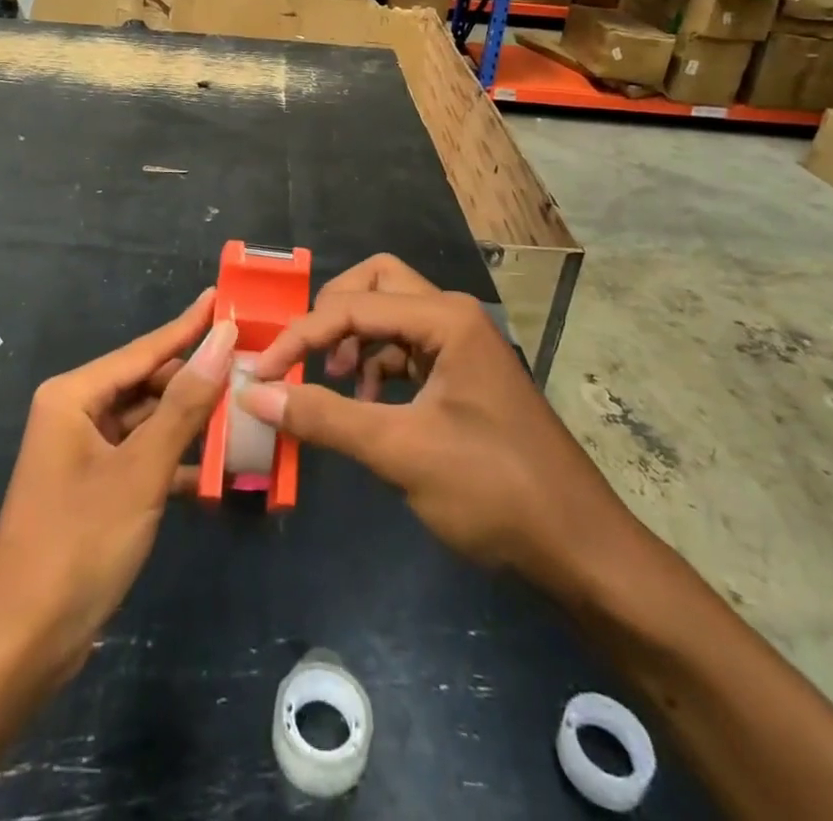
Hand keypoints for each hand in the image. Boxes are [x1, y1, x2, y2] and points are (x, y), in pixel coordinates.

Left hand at [0, 289, 235, 681]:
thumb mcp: (141, 469)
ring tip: (245, 405)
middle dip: (196, 377)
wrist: (20, 646)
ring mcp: (84, 453)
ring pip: (148, 421)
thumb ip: (185, 403)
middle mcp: (76, 414)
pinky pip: (142, 457)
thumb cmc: (78, 544)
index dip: (188, 326)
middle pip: (147, 382)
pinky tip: (218, 466)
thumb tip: (223, 337)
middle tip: (250, 360)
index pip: (145, 349)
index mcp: (74, 396)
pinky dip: (176, 460)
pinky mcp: (94, 489)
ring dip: (191, 421)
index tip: (223, 298)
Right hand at [238, 256, 632, 585]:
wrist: (580, 548)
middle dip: (332, 313)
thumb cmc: (494, 490)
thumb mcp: (400, 451)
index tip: (259, 373)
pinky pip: (406, 348)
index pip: (352, 306)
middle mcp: (453, 316)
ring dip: (353, 339)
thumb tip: (253, 393)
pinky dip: (376, 365)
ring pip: (390, 314)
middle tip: (305, 357)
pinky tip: (366, 403)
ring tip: (334, 384)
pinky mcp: (462, 375)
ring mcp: (462, 345)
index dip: (300, 336)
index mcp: (445, 318)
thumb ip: (324, 417)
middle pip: (376, 284)